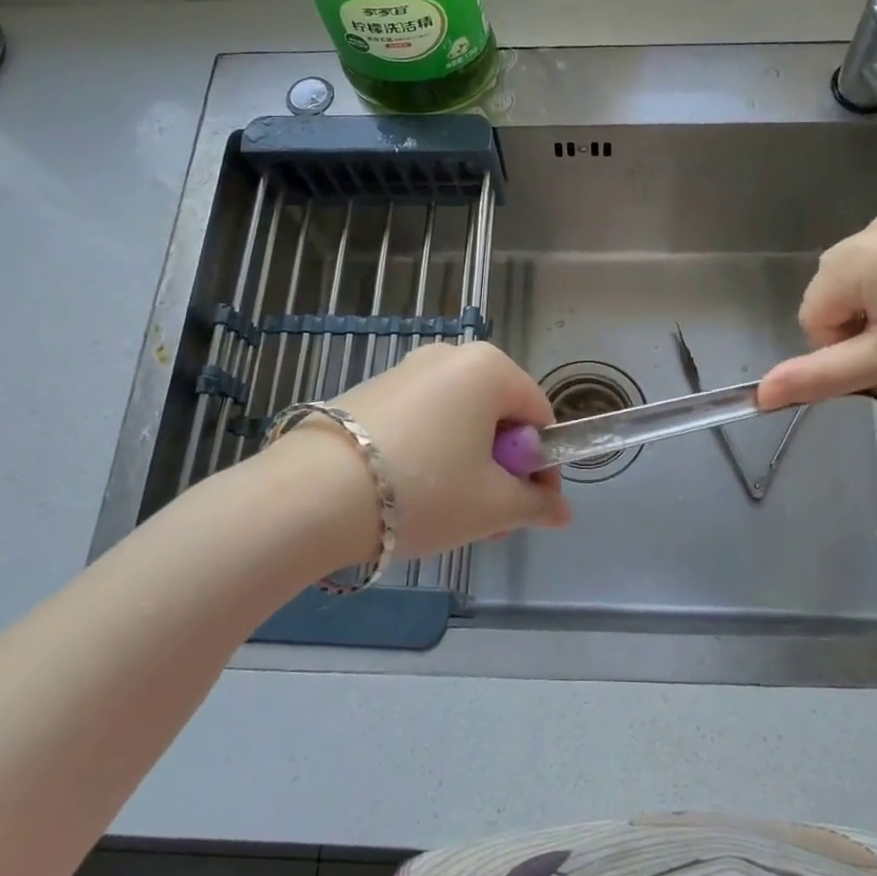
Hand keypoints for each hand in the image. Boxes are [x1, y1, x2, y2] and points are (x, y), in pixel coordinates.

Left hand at [326, 342, 571, 560]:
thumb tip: (563, 512)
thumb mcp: (492, 506)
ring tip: (451, 516)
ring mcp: (406, 370)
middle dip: (502, 469)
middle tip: (491, 519)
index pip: (539, 416)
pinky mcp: (371, 391)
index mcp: (489, 368)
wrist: (313, 495)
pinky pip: (422, 421)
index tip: (531, 506)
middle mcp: (449, 356)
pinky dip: (432, 454)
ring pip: (458, 421)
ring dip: (469, 466)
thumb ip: (536, 505)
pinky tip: (411, 496)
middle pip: (497, 416)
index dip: (544, 466)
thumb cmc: (424, 491)